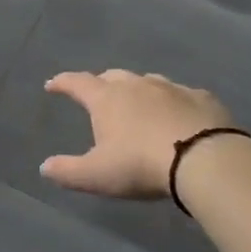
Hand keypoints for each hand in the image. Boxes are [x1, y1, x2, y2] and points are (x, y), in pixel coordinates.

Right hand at [39, 70, 231, 199]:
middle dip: (101, 84)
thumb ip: (67, 171)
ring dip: (137, 90)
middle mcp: (136, 85)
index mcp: (106, 99)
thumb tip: (44, 167)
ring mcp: (171, 88)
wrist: (205, 160)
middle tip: (98, 97)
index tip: (52, 85)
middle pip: (112, 76)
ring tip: (137, 104)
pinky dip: (173, 101)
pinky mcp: (202, 98)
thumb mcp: (96, 175)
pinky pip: (181, 94)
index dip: (62, 83)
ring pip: (147, 81)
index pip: (77, 83)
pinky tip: (178, 114)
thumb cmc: (141, 164)